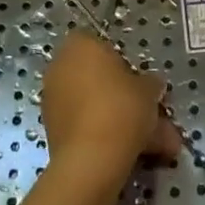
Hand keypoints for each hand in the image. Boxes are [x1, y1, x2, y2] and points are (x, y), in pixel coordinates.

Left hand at [42, 34, 180, 183]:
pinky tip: (132, 154)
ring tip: (153, 145)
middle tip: (150, 114)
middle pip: (97, 79)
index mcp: (80, 45)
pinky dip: (105, 135)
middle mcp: (60, 67)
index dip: (123, 63)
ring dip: (120, 120)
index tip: (139, 81)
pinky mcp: (51, 129)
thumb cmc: (121, 108)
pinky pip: (85, 125)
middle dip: (124, 97)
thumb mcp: (148, 90)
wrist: (91, 158)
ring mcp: (53, 99)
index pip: (102, 45)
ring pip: (94, 105)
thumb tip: (152, 85)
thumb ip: (150, 83)